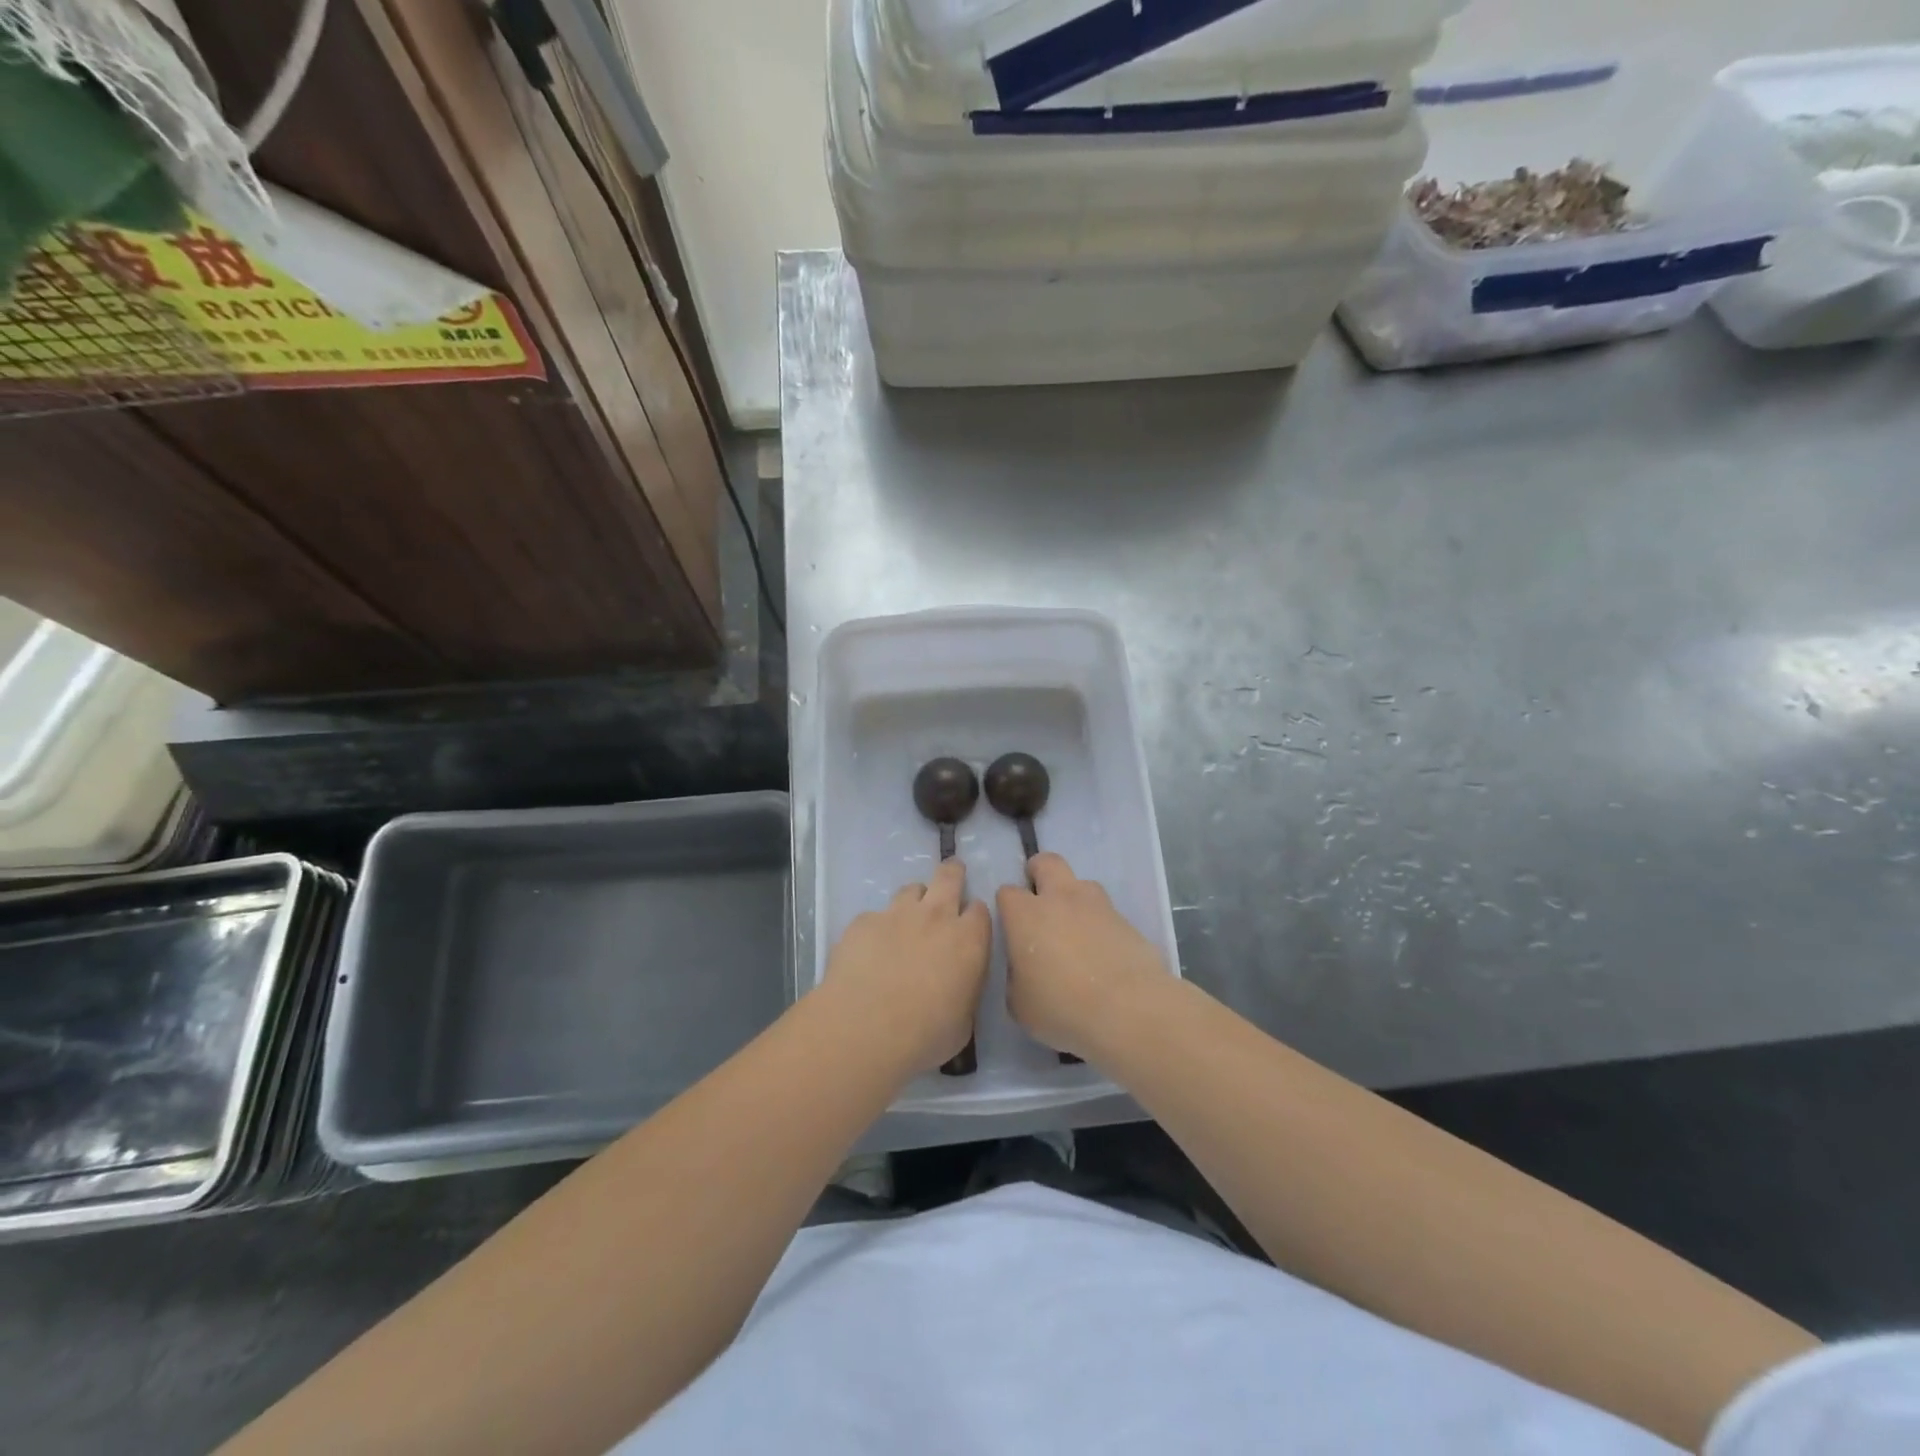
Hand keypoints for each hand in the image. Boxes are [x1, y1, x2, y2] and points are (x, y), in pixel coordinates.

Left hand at [821, 859, 991, 1077]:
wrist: (866, 1028)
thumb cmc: (924, 1035)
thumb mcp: (963, 1023)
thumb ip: (965, 992)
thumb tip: (958, 988)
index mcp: (969, 941)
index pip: (980, 909)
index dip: (974, 915)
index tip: (969, 925)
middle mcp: (936, 916)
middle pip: (949, 876)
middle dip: (952, 873)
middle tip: (951, 877)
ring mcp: (897, 914)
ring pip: (911, 889)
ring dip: (914, 901)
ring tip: (906, 922)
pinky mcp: (863, 922)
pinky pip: (875, 916)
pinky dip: (877, 928)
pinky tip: (868, 952)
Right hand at [997, 853, 1168, 1061]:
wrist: (1129, 1010)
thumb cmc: (1063, 1007)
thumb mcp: (1020, 1005)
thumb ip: (1016, 978)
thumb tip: (1024, 969)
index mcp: (1026, 915)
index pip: (1007, 892)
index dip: (1007, 906)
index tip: (1010, 926)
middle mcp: (1061, 898)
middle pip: (1047, 863)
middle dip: (1039, 873)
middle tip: (1039, 900)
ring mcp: (1098, 906)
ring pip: (1082, 884)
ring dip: (1074, 899)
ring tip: (1075, 931)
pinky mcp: (1127, 921)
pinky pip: (1107, 913)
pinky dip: (1100, 925)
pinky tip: (1102, 954)